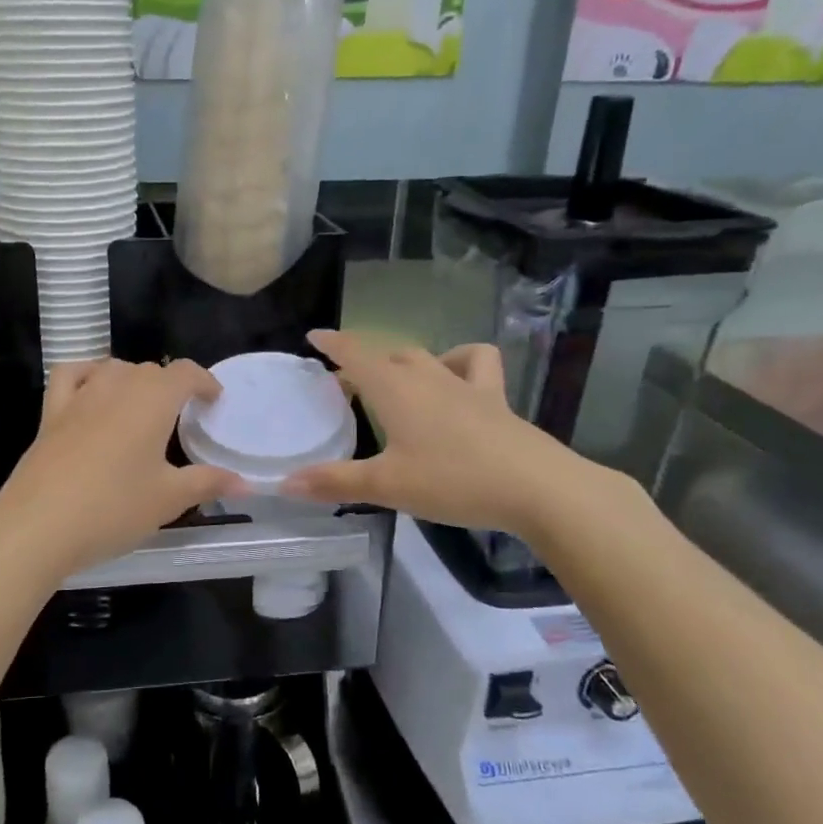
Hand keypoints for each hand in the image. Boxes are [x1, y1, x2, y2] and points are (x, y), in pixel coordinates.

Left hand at [0, 359, 238, 581]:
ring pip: (113, 368)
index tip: (214, 400)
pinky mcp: (51, 413)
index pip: (185, 373)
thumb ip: (207, 483)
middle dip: (171, 387)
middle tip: (181, 418)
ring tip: (142, 407)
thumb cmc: (113, 508)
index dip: (204, 381)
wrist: (39, 525)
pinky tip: (92, 392)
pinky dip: (87, 374)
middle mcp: (117, 386)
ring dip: (133, 380)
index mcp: (152, 400)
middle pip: (150, 370)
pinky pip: (71, 376)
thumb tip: (245, 484)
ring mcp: (80, 396)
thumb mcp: (168, 499)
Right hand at [283, 329, 599, 536]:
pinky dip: (460, 361)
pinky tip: (454, 381)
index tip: (314, 335)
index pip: (356, 355)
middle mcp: (427, 377)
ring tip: (396, 379)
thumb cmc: (453, 481)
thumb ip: (335, 482)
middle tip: (346, 382)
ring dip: (404, 360)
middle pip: (388, 355)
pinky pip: (476, 364)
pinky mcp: (495, 400)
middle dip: (363, 361)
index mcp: (395, 390)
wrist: (537, 487)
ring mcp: (465, 385)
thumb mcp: (387, 486)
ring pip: (427, 356)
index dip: (333, 344)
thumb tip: (285, 484)